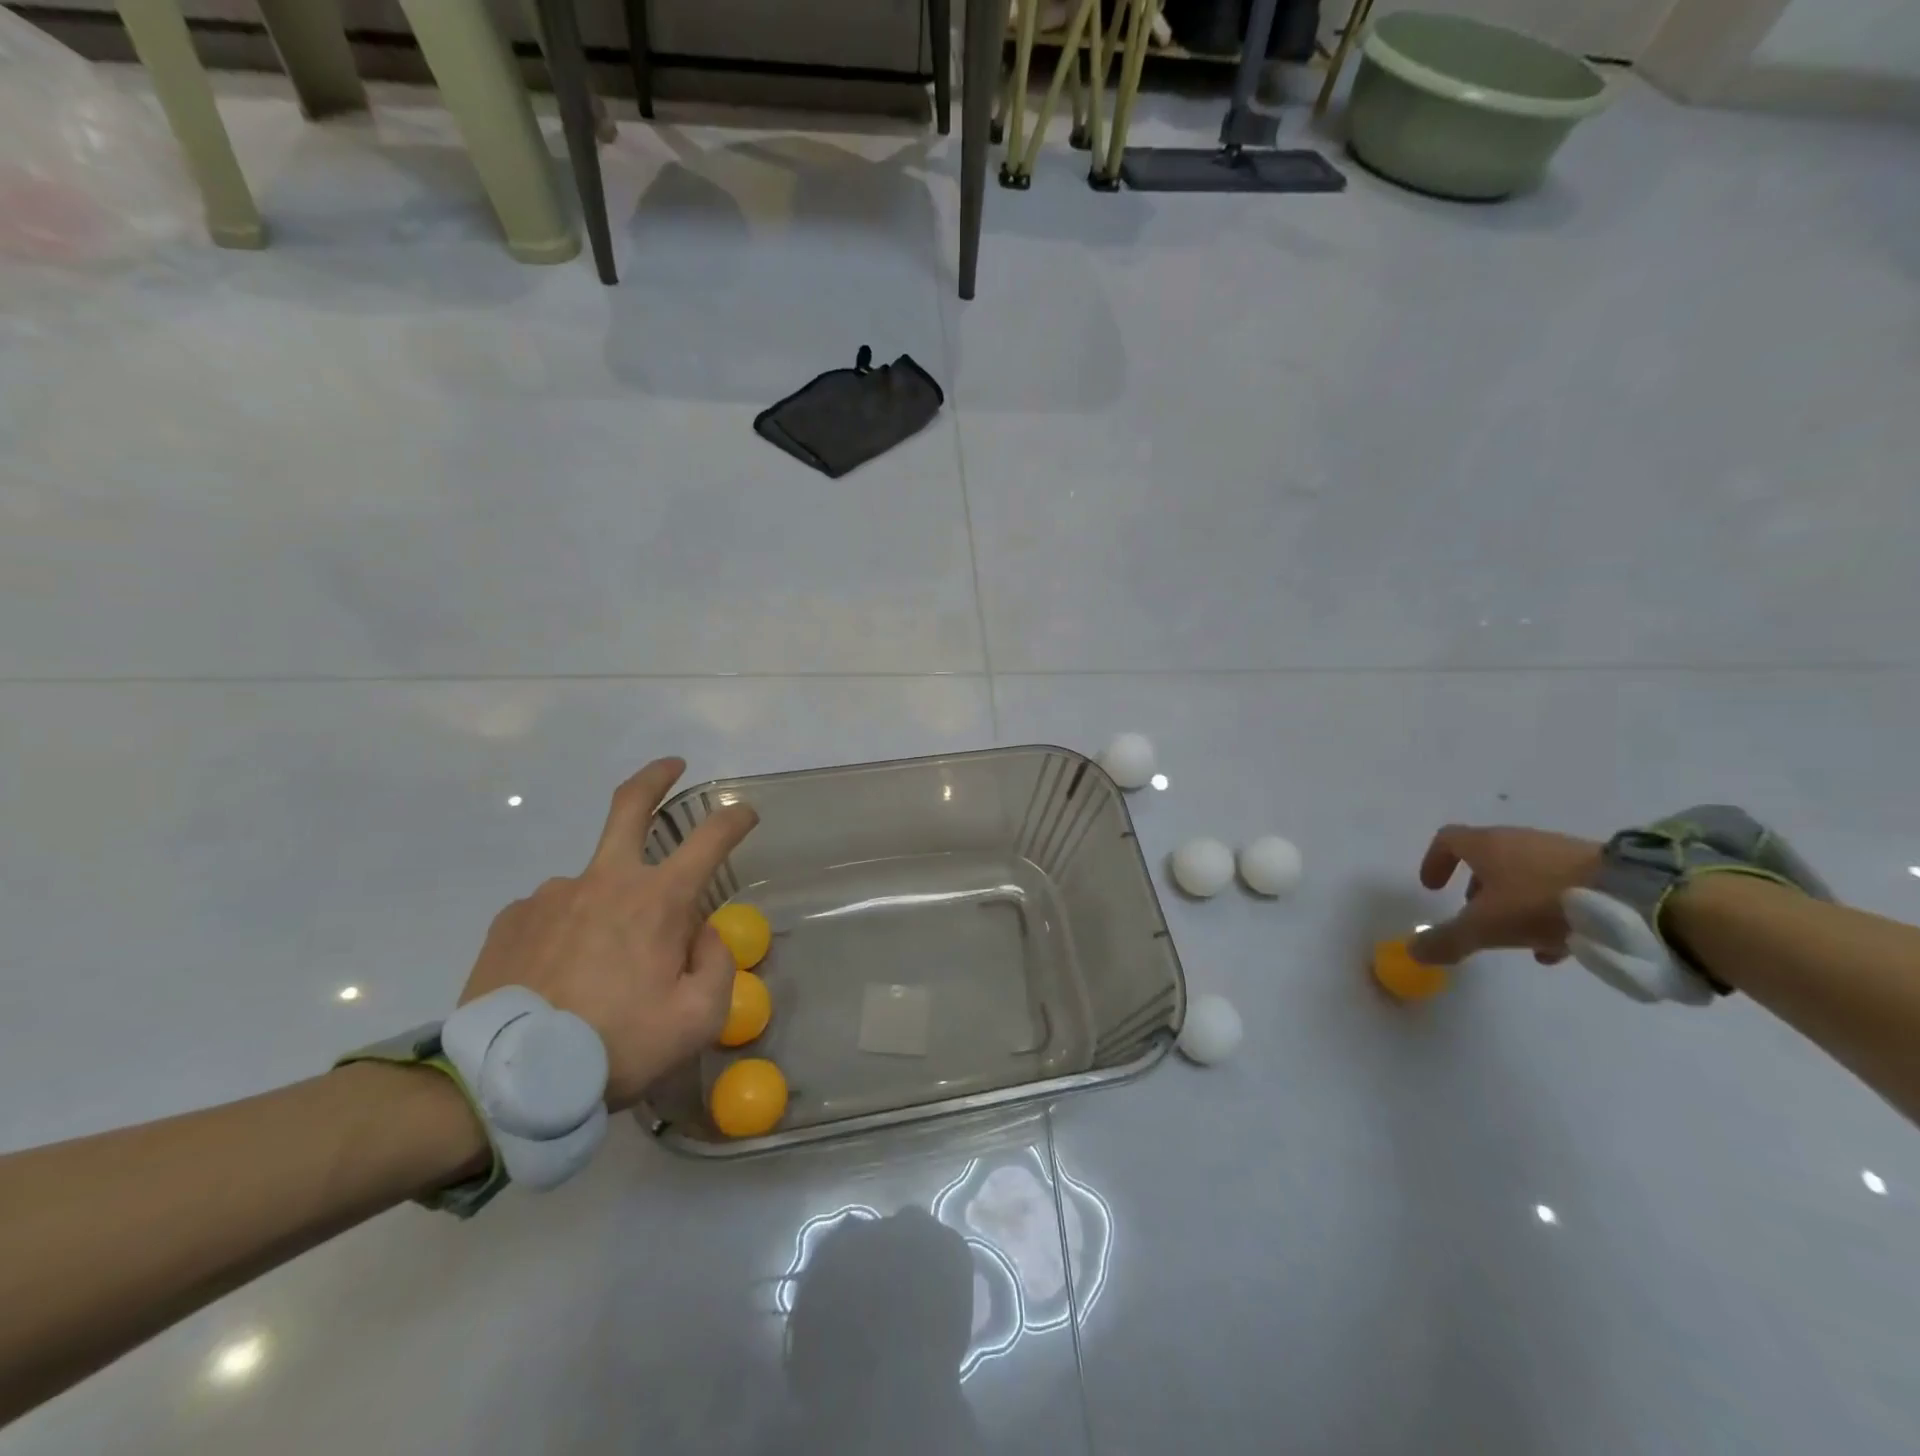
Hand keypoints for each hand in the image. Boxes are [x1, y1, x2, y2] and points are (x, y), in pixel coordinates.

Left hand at [460, 759, 758, 1109]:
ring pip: (595, 882)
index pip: (710, 839)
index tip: (745, 813)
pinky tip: (560, 972)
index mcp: (657, 901)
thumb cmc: (616, 1046)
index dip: (734, 820)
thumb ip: (717, 965)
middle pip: (630, 806)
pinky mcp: (512, 918)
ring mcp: (553, 894)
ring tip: (599, 967)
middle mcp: (605, 881)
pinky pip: (554, 911)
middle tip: (673, 766)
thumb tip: (702, 932)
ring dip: (609, 904)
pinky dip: (569, 928)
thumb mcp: (696, 1020)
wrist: (504, 1081)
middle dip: (657, 777)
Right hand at [1410, 825, 1602, 966]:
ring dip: (1513, 901)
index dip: (1435, 861)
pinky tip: (1558, 942)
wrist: (1632, 897)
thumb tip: (1412, 952)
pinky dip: (1547, 908)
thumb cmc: (1539, 902)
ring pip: (1524, 873)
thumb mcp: (1485, 928)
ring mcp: (1558, 852)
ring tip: (1519, 937)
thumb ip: (1447, 940)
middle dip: (1477, 887)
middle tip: (1475, 915)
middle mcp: (1518, 840)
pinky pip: (1558, 885)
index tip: (1432, 888)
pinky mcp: (1595, 868)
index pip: (1447, 839)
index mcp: (1486, 845)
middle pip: (1487, 857)